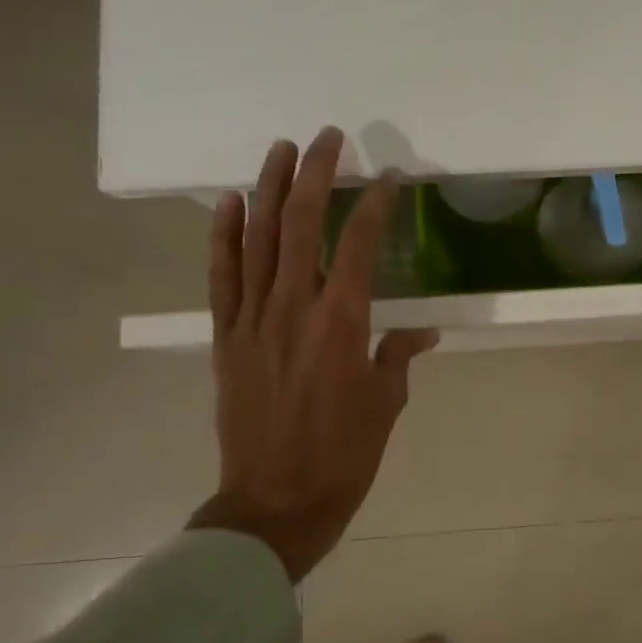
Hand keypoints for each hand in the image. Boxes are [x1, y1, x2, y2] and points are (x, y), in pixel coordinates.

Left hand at [189, 129, 436, 582]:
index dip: (376, 206)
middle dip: (315, 175)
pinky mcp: (226, 338)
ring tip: (279, 150)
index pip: (360, 245)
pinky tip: (228, 203)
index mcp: (343, 324)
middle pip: (301, 225)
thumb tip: (420, 331)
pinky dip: (222, 237)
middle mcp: (295, 309)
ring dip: (268, 190)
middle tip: (327, 138)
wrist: (275, 504)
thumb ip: (398, 356)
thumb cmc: (344, 456)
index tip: (388, 178)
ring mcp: (253, 321)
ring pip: (258, 240)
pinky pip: (222, 278)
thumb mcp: (387, 404)